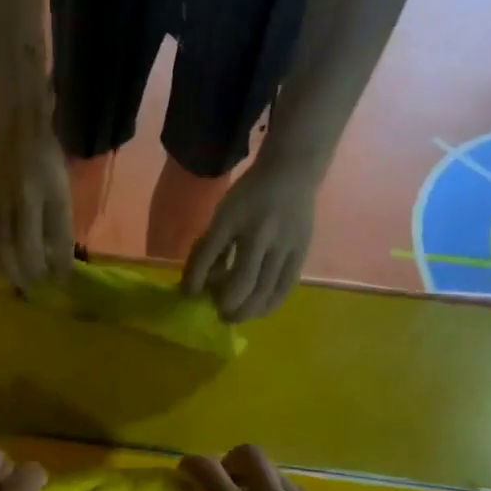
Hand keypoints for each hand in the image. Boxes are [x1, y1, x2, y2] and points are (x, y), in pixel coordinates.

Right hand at [0, 118, 74, 290]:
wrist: (15, 133)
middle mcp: (20, 202)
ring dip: (11, 273)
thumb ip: (59, 224)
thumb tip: (56, 260)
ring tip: (20, 283)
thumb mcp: (61, 190)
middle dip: (31, 274)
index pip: (55, 239)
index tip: (63, 281)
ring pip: (0, 249)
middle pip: (22, 249)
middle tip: (39, 286)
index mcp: (46, 195)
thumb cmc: (46, 161)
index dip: (60, 265)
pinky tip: (0, 270)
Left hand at [181, 158, 317, 320]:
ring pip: (266, 289)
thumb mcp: (223, 213)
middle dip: (227, 303)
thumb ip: (211, 244)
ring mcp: (283, 244)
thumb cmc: (249, 196)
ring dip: (247, 309)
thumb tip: (200, 281)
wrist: (291, 174)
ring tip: (234, 317)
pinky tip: (259, 310)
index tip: (188, 294)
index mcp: (232, 219)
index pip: (210, 253)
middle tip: (217, 313)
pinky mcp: (301, 252)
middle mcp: (259, 233)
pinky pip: (285, 286)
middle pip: (243, 280)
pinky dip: (270, 303)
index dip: (196, 278)